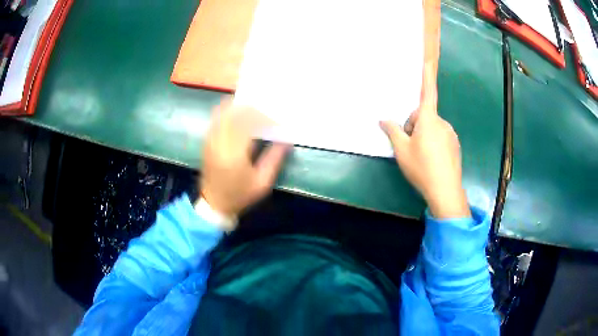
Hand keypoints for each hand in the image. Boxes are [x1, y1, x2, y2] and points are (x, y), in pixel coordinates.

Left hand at [200, 101, 289, 224]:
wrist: (214, 203)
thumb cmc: (240, 195)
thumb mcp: (263, 182)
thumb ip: (275, 158)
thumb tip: (286, 139)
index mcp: (234, 154)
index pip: (248, 123)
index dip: (265, 118)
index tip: (278, 123)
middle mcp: (219, 142)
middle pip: (235, 113)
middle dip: (253, 109)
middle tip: (267, 113)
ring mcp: (210, 139)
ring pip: (224, 112)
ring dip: (240, 108)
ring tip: (255, 111)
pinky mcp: (207, 140)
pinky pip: (216, 117)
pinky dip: (229, 111)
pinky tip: (240, 114)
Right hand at [380, 64, 469, 218]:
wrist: (445, 190)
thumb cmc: (422, 167)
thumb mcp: (401, 150)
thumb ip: (392, 131)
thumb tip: (383, 119)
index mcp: (429, 119)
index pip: (427, 92)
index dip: (427, 76)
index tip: (428, 61)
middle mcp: (442, 123)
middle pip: (424, 116)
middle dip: (414, 126)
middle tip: (408, 146)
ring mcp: (450, 135)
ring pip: (432, 128)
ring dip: (423, 136)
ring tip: (419, 156)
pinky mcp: (455, 146)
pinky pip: (440, 138)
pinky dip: (433, 144)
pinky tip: (430, 161)